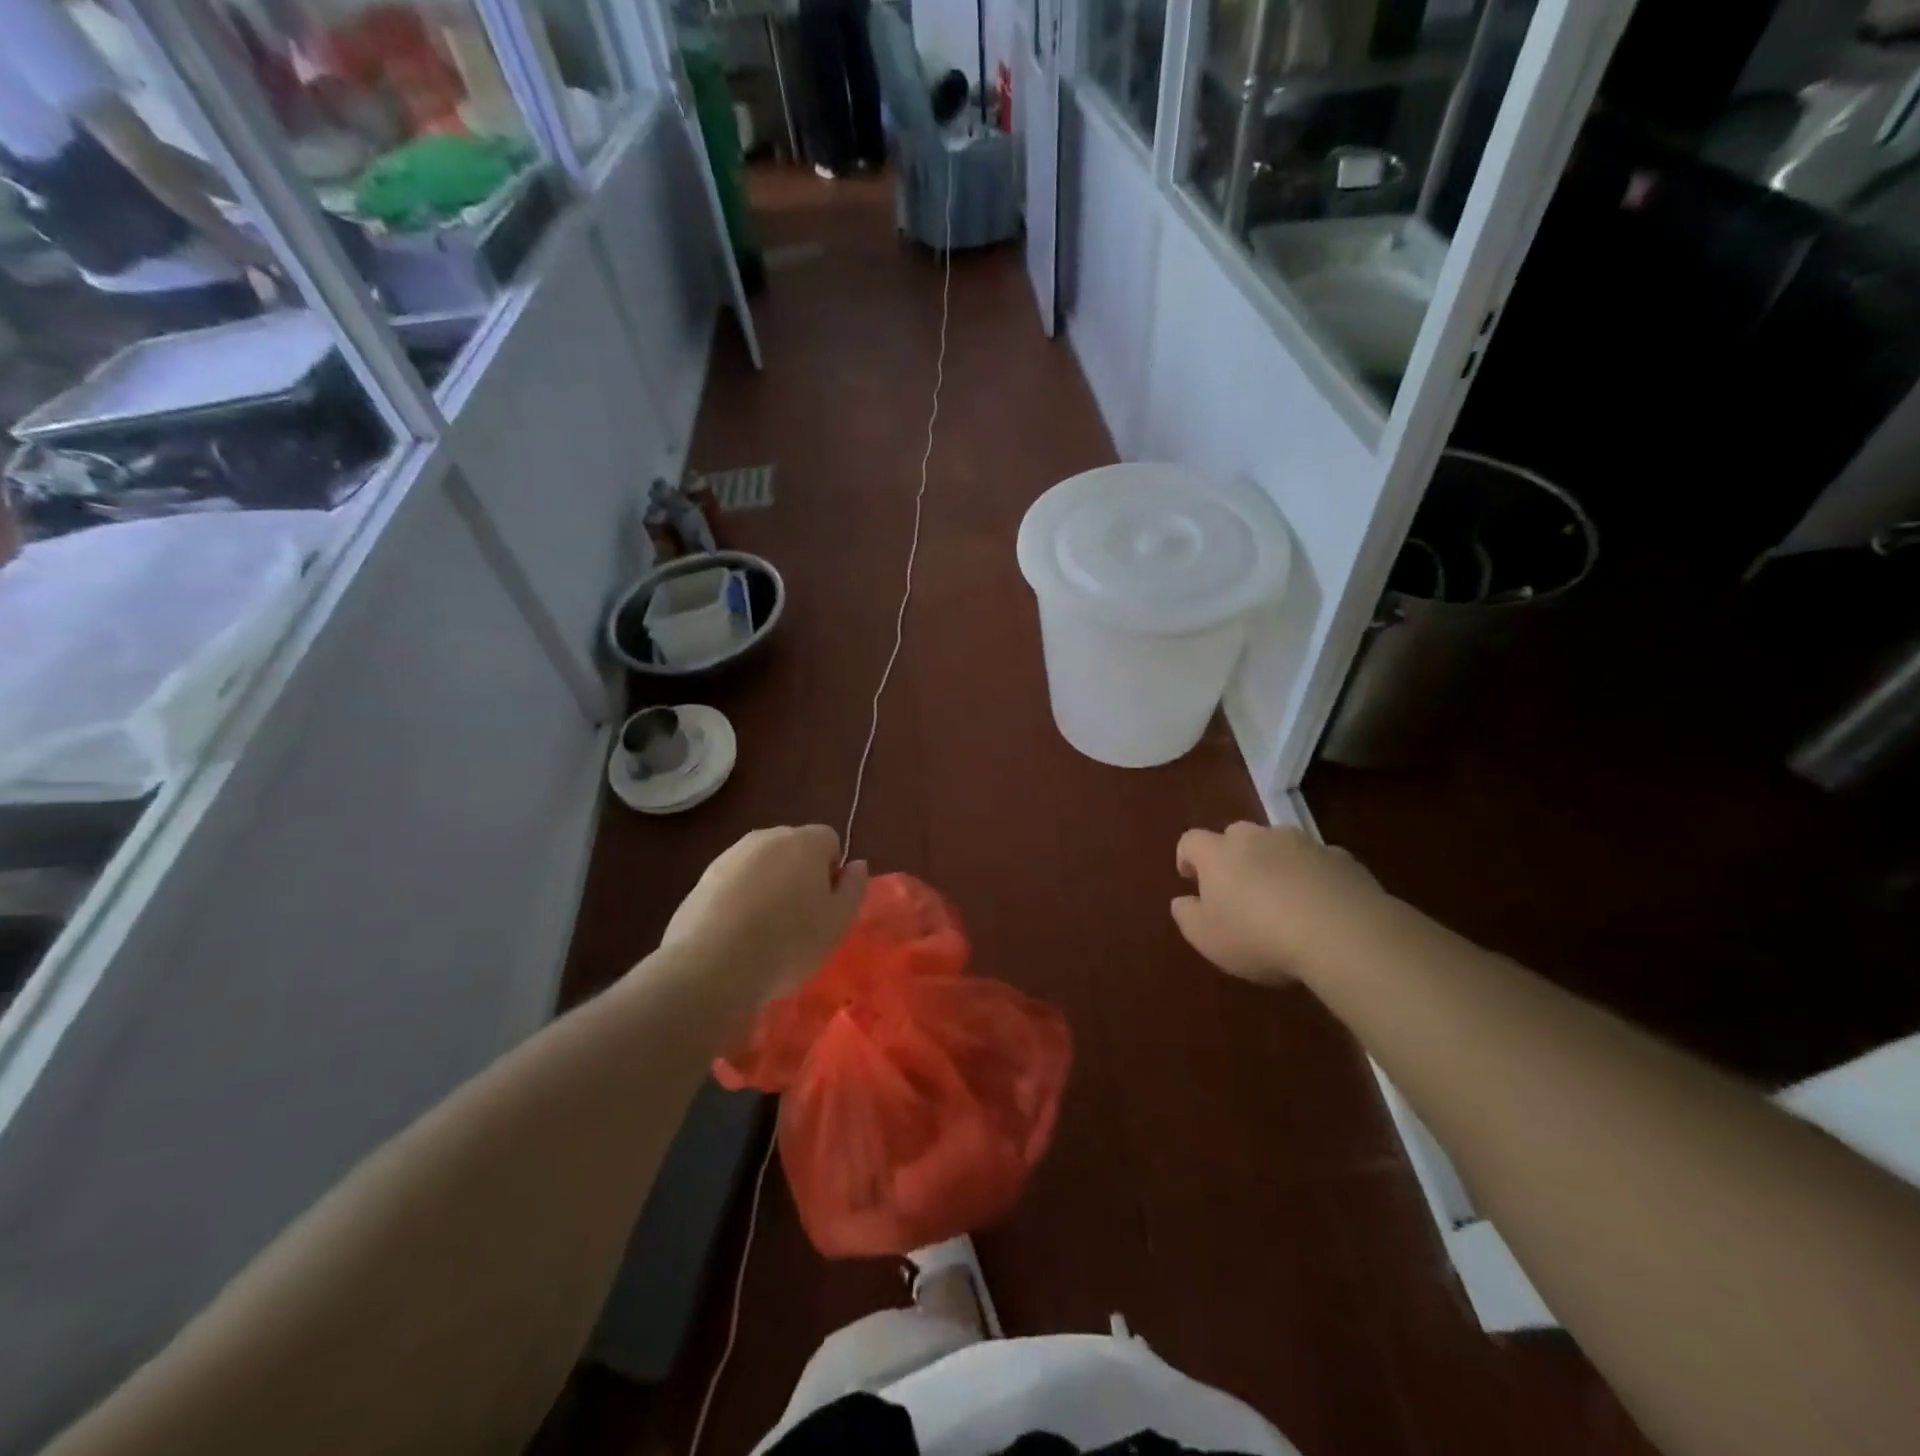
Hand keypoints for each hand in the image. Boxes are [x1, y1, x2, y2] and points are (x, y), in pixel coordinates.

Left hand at [660, 826, 868, 1002]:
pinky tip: (736, 935)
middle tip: (800, 919)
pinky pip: (734, 882)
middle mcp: (768, 837)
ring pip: (762, 865)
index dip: (832, 872)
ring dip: (769, 886)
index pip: (830, 841)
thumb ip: (854, 888)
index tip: (826, 906)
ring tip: (765, 931)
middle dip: (800, 875)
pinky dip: (739, 899)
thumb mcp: (838, 922)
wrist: (711, 965)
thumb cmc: (789, 942)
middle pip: (794, 848)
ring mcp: (731, 855)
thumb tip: (856, 864)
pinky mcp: (702, 878)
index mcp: (806, 841)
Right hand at [1171, 823, 1380, 985]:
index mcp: (1218, 853)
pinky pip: (1316, 861)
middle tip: (1239, 890)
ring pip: (1279, 845)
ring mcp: (1302, 843)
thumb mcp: (1207, 938)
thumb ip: (1187, 915)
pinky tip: (1320, 905)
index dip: (1188, 858)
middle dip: (1234, 857)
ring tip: (1283, 898)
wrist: (1342, 933)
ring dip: (1274, 863)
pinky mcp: (1340, 857)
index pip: (1191, 841)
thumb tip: (1183, 901)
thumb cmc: (1259, 936)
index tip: (1191, 880)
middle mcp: (1257, 837)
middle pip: (1236, 836)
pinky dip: (1311, 876)